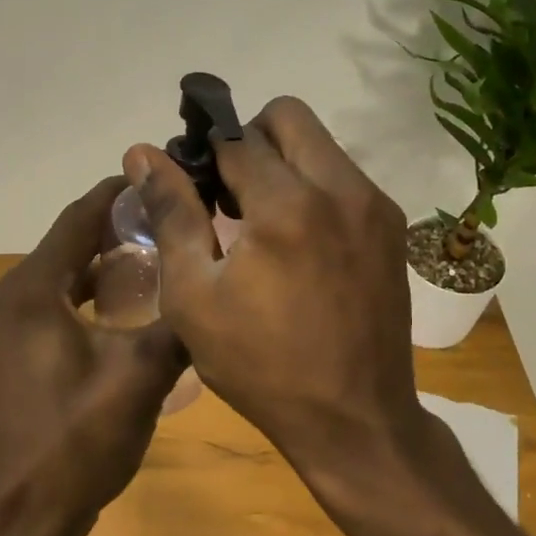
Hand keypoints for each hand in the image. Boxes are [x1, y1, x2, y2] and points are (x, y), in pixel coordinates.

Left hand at [0, 176, 187, 535]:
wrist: (18, 522)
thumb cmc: (75, 445)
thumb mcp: (139, 380)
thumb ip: (178, 328)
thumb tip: (213, 291)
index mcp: (30, 291)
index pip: (77, 218)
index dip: (119, 193)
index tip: (161, 177)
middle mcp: (5, 299)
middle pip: (66, 245)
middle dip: (116, 229)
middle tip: (170, 224)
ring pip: (57, 278)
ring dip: (100, 266)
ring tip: (155, 263)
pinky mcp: (3, 356)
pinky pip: (47, 307)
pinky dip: (82, 298)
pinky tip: (121, 313)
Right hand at [124, 97, 428, 498]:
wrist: (355, 419)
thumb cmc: (261, 365)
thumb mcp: (195, 296)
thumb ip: (172, 214)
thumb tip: (143, 153)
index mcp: (287, 205)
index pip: (235, 138)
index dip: (202, 153)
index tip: (190, 184)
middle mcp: (341, 189)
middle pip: (288, 116)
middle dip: (249, 140)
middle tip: (227, 193)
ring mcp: (375, 206)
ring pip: (320, 145)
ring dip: (283, 164)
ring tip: (261, 224)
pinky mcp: (393, 228)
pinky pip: (343, 178)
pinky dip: (313, 189)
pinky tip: (298, 244)